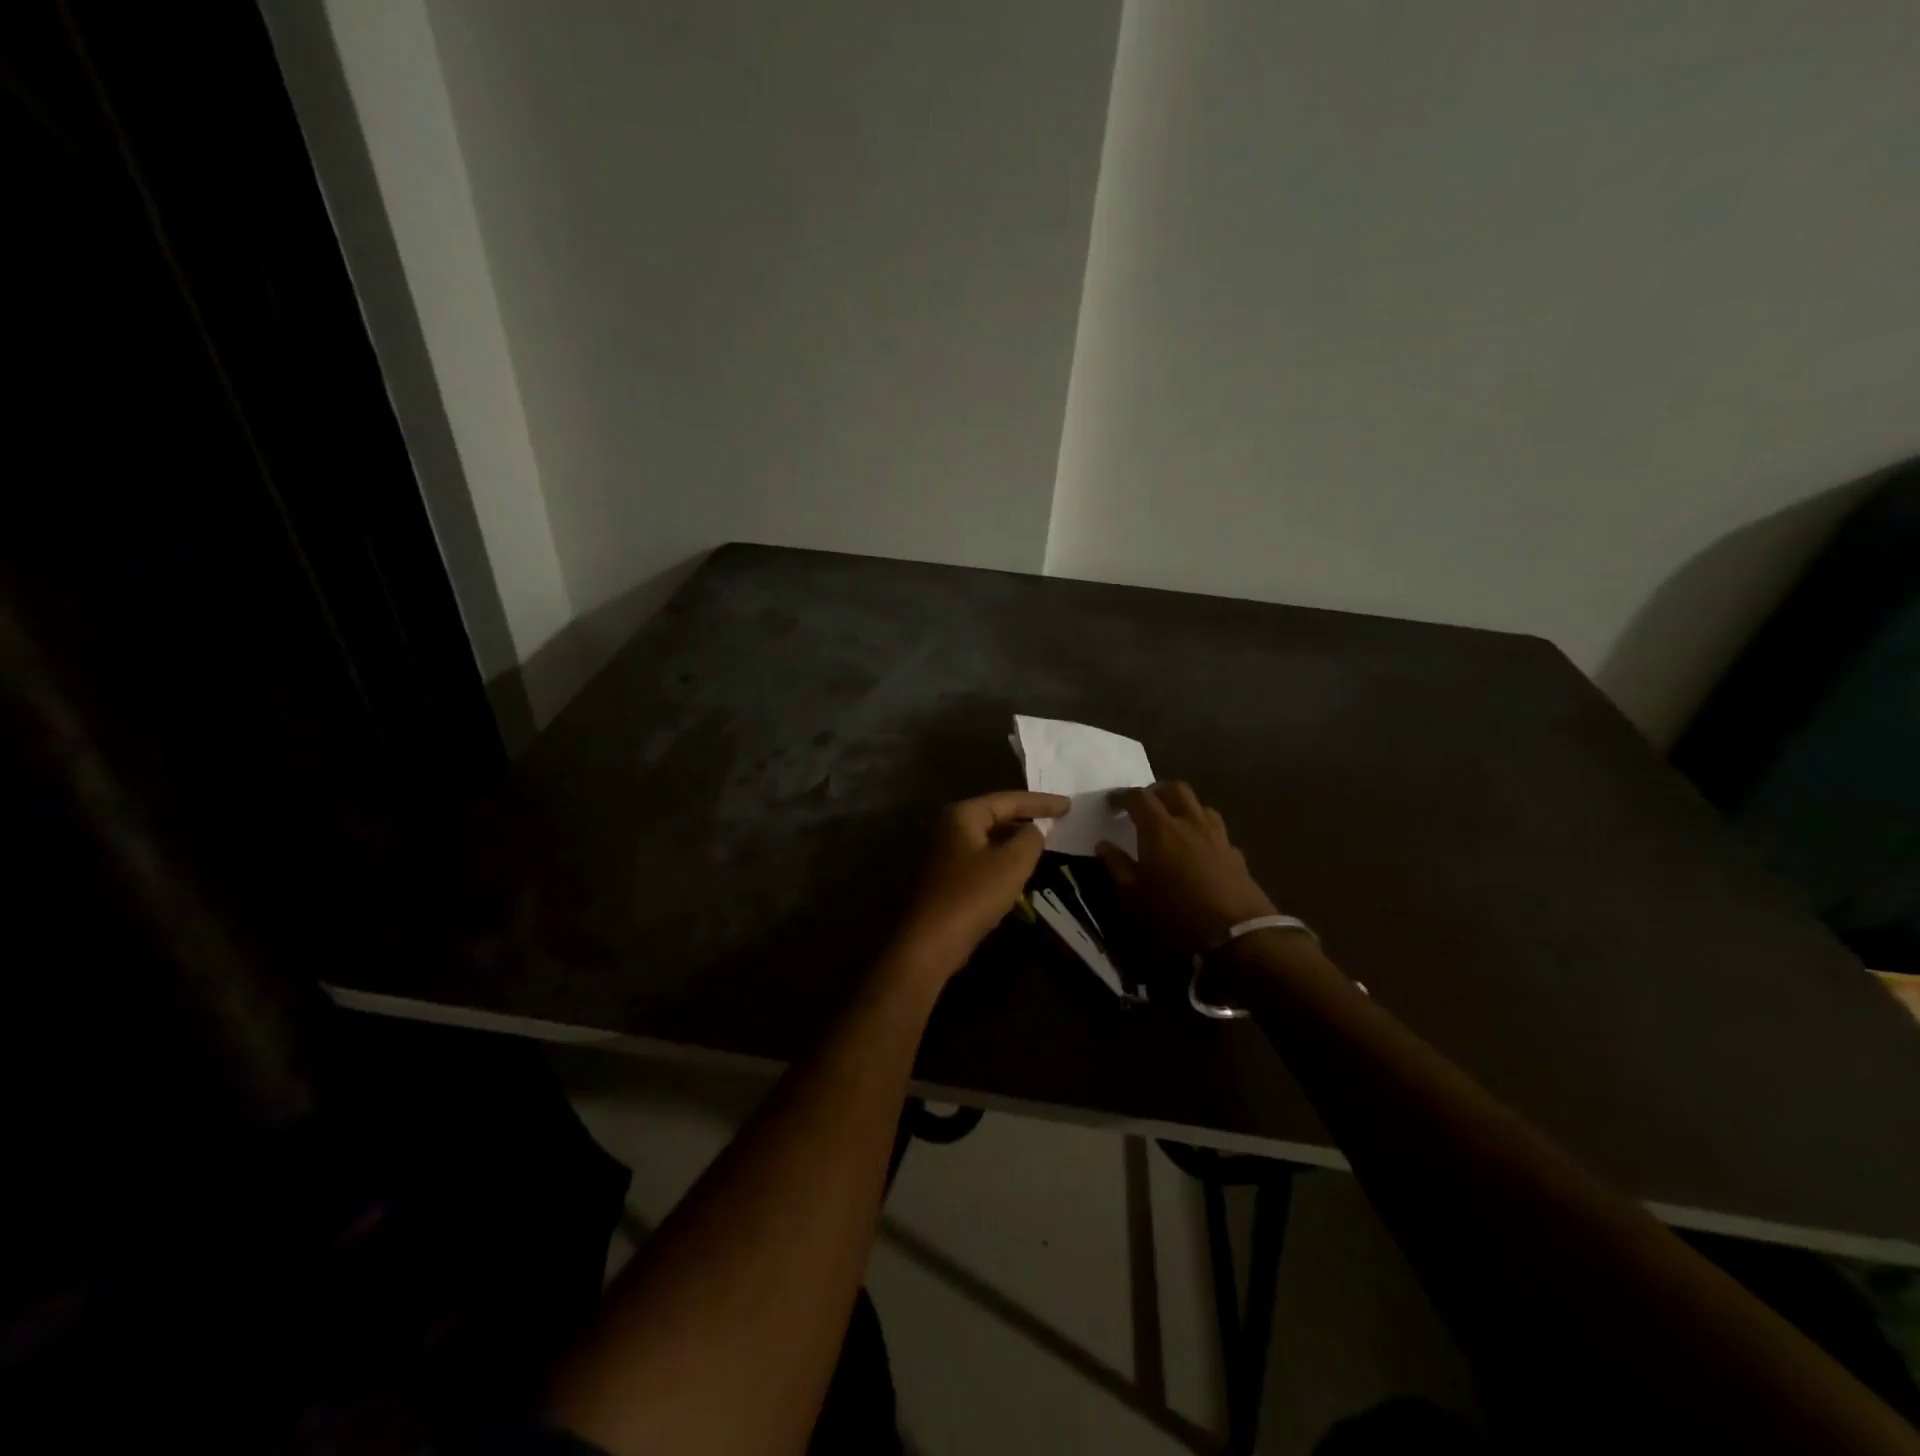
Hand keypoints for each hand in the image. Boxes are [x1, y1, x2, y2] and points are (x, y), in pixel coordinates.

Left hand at [886, 790, 1070, 984]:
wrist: (928, 943)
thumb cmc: (972, 896)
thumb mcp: (1012, 864)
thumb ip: (1030, 839)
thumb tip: (1033, 831)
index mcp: (961, 815)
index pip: (1008, 800)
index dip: (1041, 802)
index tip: (1069, 805)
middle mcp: (946, 827)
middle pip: (994, 816)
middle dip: (1025, 820)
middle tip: (1057, 821)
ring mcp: (940, 853)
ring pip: (986, 840)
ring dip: (1013, 843)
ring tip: (1041, 845)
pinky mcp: (941, 878)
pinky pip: (978, 860)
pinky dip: (999, 861)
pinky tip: (1016, 873)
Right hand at [1097, 782, 1276, 952]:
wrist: (1237, 933)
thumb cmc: (1176, 913)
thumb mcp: (1133, 895)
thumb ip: (1116, 865)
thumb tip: (1104, 845)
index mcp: (1160, 828)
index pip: (1139, 797)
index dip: (1122, 796)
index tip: (1111, 803)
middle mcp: (1190, 822)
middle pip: (1175, 789)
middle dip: (1156, 792)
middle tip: (1144, 806)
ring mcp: (1217, 835)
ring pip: (1200, 805)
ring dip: (1183, 807)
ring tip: (1172, 823)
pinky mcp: (1236, 853)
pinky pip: (1216, 830)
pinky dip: (1202, 831)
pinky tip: (1198, 849)